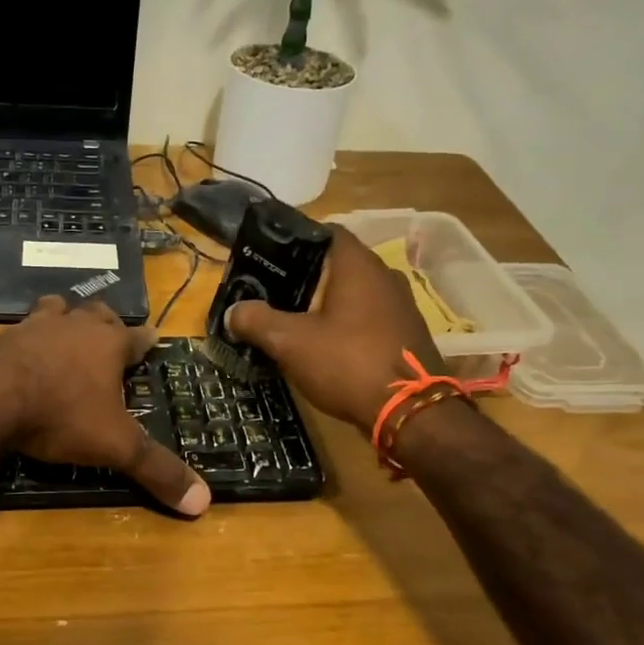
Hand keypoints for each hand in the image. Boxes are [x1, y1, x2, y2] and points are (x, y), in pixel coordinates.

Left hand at [0, 297, 210, 516]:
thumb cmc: (61, 414)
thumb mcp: (115, 447)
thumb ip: (157, 470)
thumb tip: (204, 503)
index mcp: (108, 345)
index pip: (137, 337)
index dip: (147, 340)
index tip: (153, 338)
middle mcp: (74, 327)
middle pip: (96, 313)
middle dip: (105, 322)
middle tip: (108, 332)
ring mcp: (34, 327)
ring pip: (55, 310)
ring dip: (63, 318)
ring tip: (63, 330)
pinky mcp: (0, 337)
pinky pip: (19, 330)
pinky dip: (25, 339)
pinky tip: (20, 352)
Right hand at [224, 227, 451, 430]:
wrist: (410, 412)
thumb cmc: (347, 362)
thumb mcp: (290, 342)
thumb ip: (257, 320)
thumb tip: (234, 311)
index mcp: (358, 265)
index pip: (325, 232)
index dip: (295, 241)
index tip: (268, 258)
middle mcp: (384, 276)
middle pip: (337, 264)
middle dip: (304, 277)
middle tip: (271, 293)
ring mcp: (400, 306)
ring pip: (353, 293)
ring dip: (325, 304)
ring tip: (292, 320)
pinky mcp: (405, 334)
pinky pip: (367, 318)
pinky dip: (344, 325)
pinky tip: (324, 345)